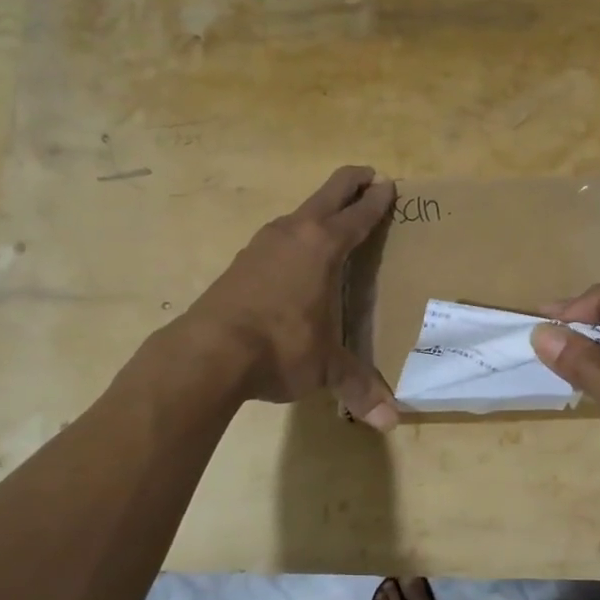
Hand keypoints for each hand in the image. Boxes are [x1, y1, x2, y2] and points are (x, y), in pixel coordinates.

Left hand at [179, 166, 399, 428]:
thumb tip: (390, 424)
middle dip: (349, 182)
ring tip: (332, 220)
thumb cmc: (281, 347)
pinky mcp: (239, 263)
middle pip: (327, 194)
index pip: (358, 215)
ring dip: (318, 211)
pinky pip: (277, 239)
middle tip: (366, 175)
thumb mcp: (326, 367)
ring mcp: (261, 245)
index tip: (388, 184)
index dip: (376, 200)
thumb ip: (358, 387)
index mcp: (323, 247)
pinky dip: (294, 236)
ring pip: (298, 215)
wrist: (209, 352)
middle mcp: (293, 234)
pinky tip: (293, 258)